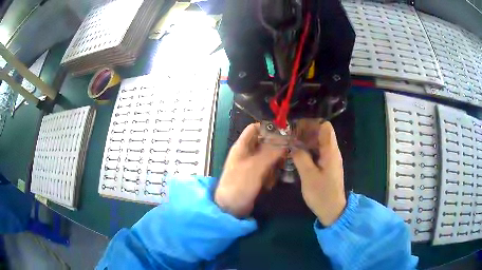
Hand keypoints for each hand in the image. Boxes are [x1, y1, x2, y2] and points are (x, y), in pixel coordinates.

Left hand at [215, 123, 284, 217]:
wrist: (231, 209)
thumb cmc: (238, 185)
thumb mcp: (254, 167)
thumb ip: (270, 153)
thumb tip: (286, 139)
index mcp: (242, 146)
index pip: (255, 128)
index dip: (268, 127)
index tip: (285, 131)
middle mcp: (248, 153)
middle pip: (265, 142)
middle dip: (276, 148)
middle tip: (287, 154)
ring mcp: (253, 165)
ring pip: (270, 156)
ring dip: (275, 164)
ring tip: (275, 173)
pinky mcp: (257, 176)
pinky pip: (269, 169)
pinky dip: (272, 174)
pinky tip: (269, 183)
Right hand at [291, 121, 345, 225]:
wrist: (332, 210)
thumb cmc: (321, 194)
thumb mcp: (308, 176)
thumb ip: (301, 157)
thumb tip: (293, 144)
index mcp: (330, 151)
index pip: (325, 126)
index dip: (311, 123)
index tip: (296, 126)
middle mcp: (332, 151)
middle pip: (321, 132)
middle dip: (305, 131)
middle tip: (289, 135)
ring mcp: (330, 159)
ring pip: (318, 142)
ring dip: (305, 140)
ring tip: (290, 143)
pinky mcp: (327, 166)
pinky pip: (317, 151)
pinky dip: (308, 149)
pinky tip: (296, 154)